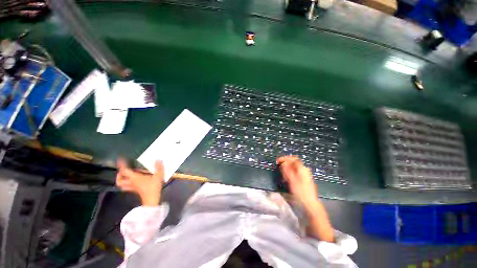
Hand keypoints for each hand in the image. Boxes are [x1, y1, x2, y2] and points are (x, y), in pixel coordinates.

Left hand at [116, 159, 163, 205]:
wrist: (152, 199)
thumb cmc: (153, 187)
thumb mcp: (158, 175)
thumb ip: (158, 167)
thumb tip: (158, 159)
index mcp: (134, 177)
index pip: (125, 170)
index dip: (122, 165)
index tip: (120, 159)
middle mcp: (131, 182)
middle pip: (120, 180)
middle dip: (119, 175)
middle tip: (122, 170)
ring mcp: (133, 187)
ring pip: (122, 185)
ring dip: (122, 180)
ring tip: (126, 176)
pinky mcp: (136, 191)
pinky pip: (128, 187)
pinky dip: (127, 184)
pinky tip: (134, 181)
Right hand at [277, 156, 334, 241]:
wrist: (310, 204)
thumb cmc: (300, 192)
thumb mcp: (292, 180)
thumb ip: (287, 170)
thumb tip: (283, 163)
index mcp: (302, 169)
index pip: (293, 159)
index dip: (284, 158)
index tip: (277, 161)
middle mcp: (304, 170)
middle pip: (293, 162)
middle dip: (285, 164)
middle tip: (279, 169)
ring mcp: (305, 174)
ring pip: (294, 168)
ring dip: (287, 169)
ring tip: (282, 175)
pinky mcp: (304, 179)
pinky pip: (295, 172)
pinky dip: (290, 173)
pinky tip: (287, 179)